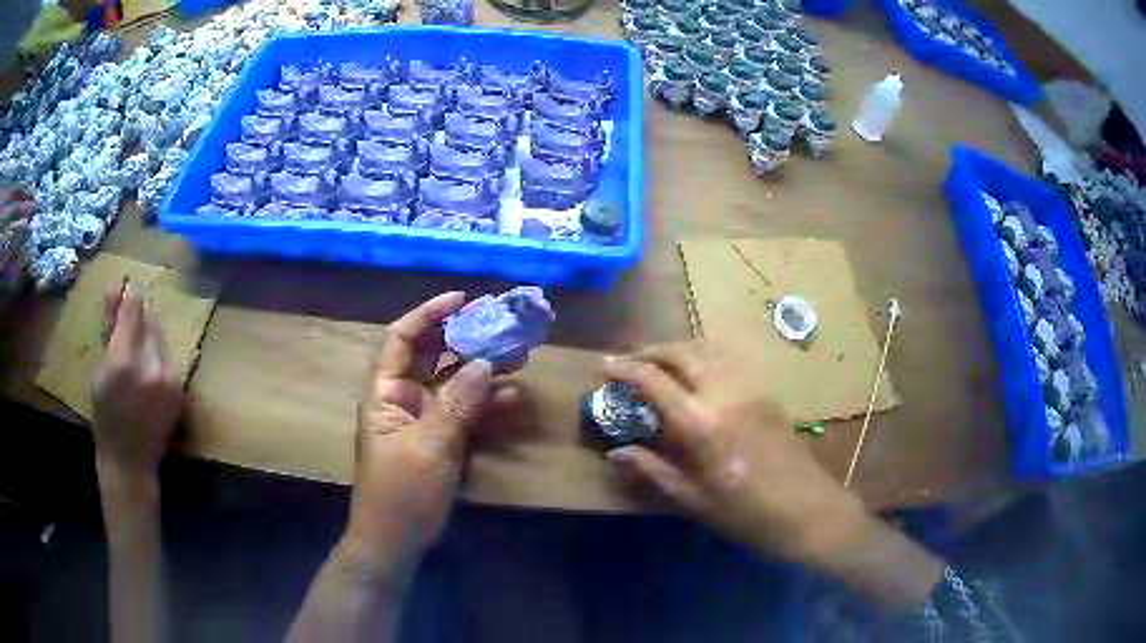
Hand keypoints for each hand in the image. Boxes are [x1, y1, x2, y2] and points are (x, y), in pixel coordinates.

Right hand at [90, 281, 183, 477]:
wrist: (130, 462)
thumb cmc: (104, 417)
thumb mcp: (98, 371)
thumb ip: (108, 329)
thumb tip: (114, 288)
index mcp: (124, 361)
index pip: (134, 309)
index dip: (131, 293)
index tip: (128, 283)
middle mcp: (151, 366)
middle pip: (150, 320)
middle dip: (139, 314)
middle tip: (128, 315)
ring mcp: (170, 379)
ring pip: (161, 336)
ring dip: (149, 332)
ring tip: (135, 344)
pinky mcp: (180, 389)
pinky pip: (169, 356)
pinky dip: (157, 352)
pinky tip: (146, 362)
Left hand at [342, 292, 517, 584]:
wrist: (395, 540)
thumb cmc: (401, 493)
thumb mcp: (430, 446)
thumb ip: (458, 404)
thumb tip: (486, 363)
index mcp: (385, 392)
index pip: (402, 339)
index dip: (429, 314)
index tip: (463, 299)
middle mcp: (402, 398)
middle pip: (432, 356)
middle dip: (465, 339)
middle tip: (503, 326)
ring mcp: (423, 419)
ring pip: (453, 383)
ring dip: (482, 370)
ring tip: (518, 356)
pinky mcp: (440, 439)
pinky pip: (464, 412)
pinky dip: (485, 403)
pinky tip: (512, 397)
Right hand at [603, 344, 867, 563]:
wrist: (808, 510)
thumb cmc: (746, 514)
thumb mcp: (694, 500)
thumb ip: (653, 470)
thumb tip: (616, 453)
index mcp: (703, 423)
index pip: (655, 380)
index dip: (626, 369)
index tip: (605, 365)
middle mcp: (726, 392)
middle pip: (683, 353)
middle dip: (652, 350)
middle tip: (631, 360)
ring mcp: (751, 388)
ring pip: (709, 351)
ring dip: (680, 350)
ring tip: (661, 365)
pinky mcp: (767, 393)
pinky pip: (729, 362)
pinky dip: (705, 358)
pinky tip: (698, 376)